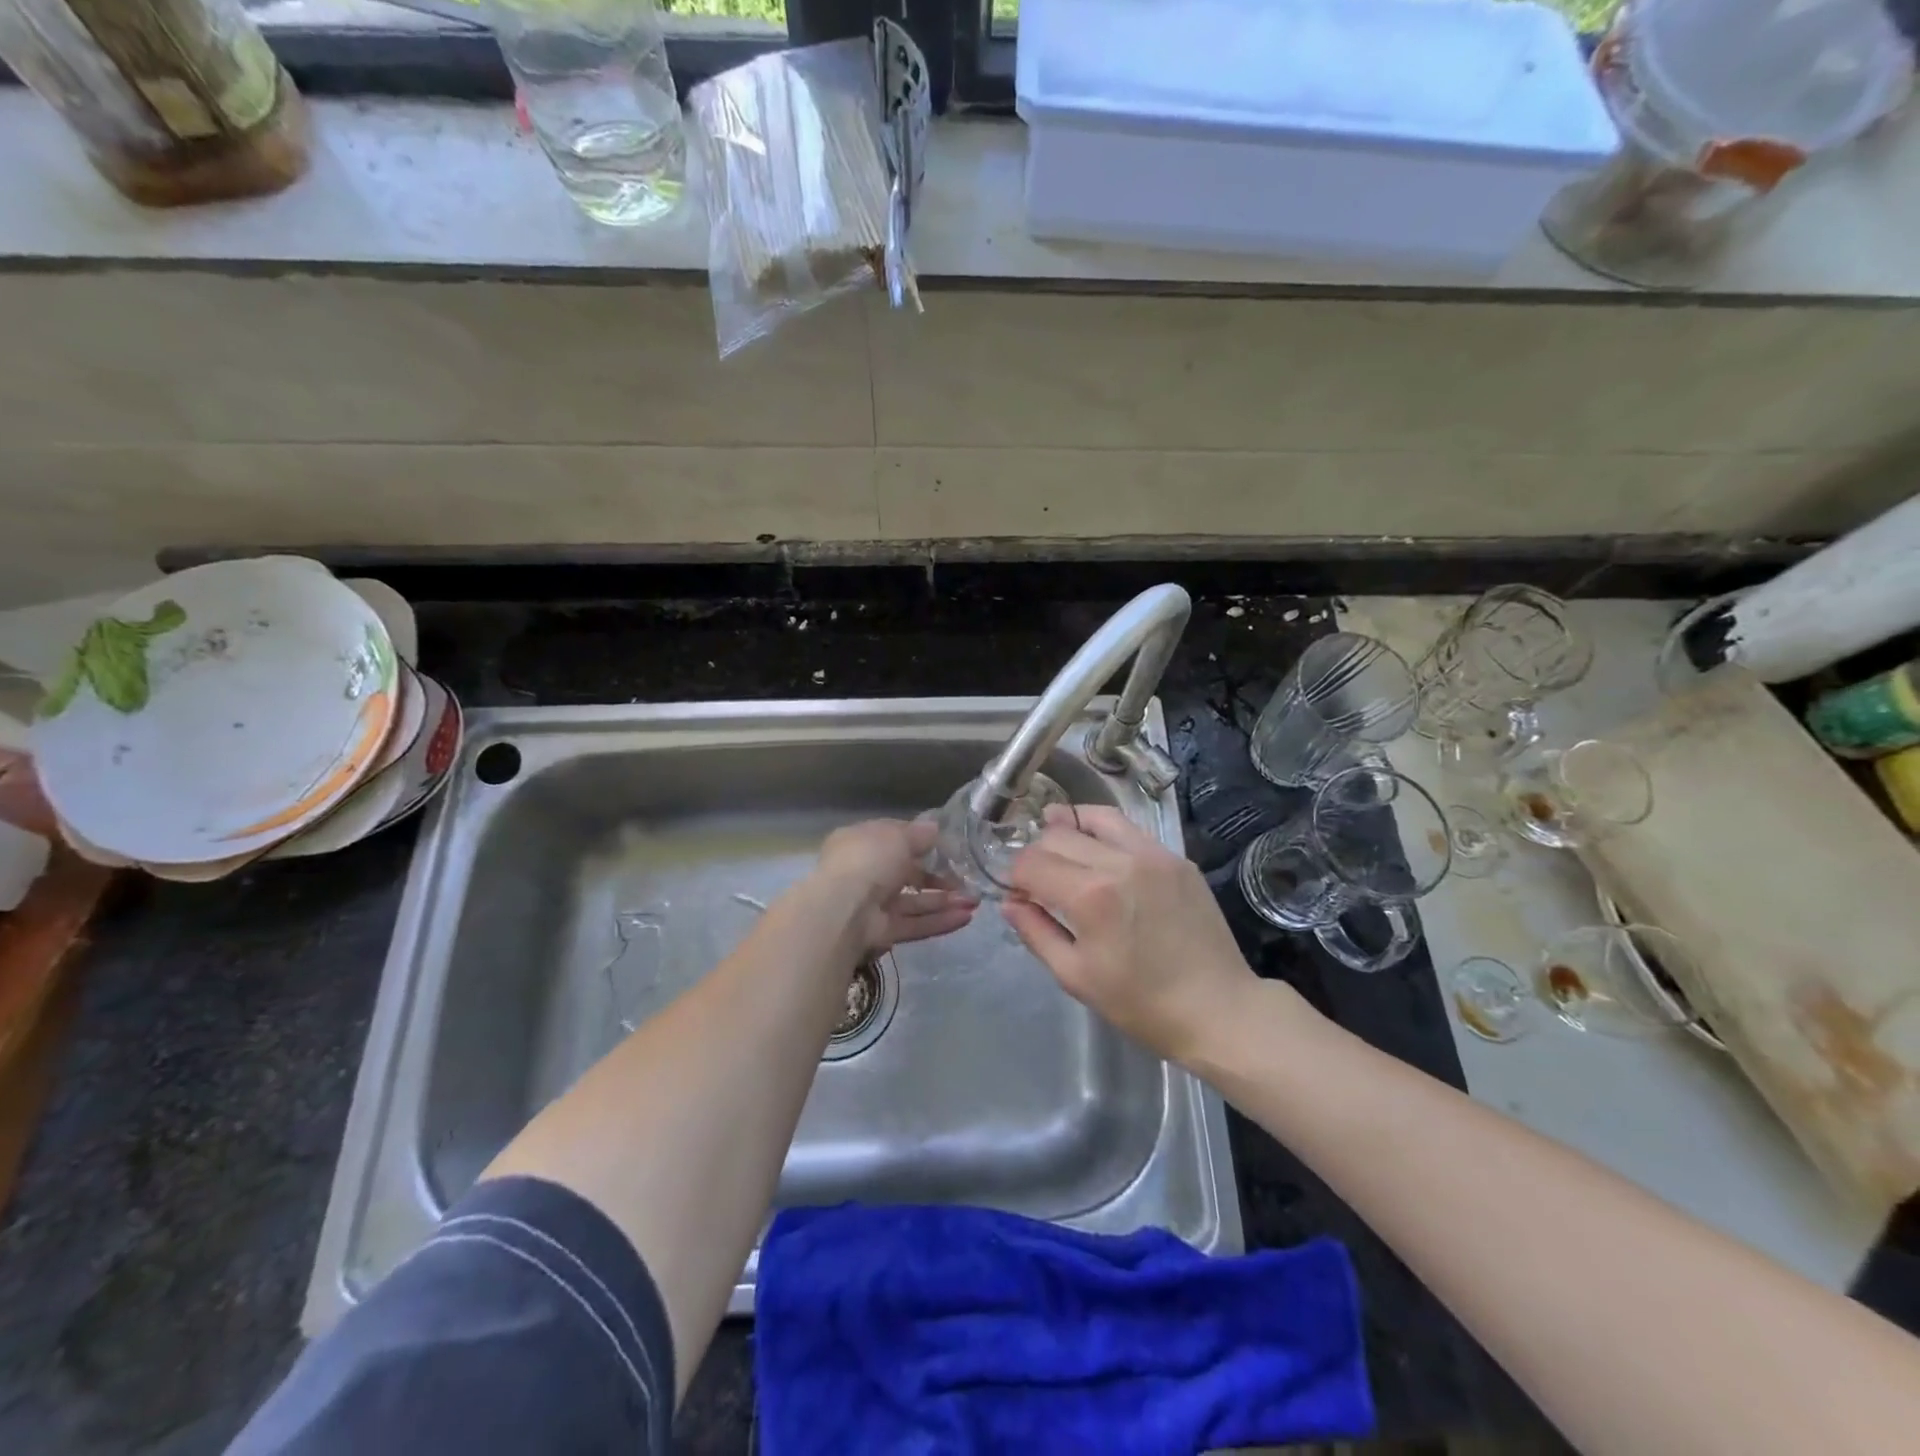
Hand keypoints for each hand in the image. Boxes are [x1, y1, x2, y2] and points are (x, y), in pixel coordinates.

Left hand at [813, 817, 976, 952]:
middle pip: (907, 874)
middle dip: (938, 877)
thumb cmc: (868, 860)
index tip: (947, 846)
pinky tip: (965, 918)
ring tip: (974, 901)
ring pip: (913, 902)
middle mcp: (865, 873)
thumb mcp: (897, 836)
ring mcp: (873, 905)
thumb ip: (918, 834)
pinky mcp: (882, 933)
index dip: (920, 841)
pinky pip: (913, 924)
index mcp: (861, 843)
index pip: (894, 839)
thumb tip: (935, 829)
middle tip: (967, 880)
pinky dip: (938, 921)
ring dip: (944, 901)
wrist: (842, 910)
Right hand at [1003, 806, 1258, 1064]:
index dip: (1014, 876)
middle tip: (1038, 879)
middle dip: (1037, 853)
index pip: (1032, 862)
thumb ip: (1036, 932)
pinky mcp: (1176, 858)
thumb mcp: (1075, 976)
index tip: (1017, 894)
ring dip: (1069, 829)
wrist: (1218, 1009)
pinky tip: (1100, 852)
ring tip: (1060, 843)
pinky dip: (1104, 833)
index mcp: (1090, 895)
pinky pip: (1129, 830)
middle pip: (1058, 834)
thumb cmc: (1140, 1004)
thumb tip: (1009, 902)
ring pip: (1095, 818)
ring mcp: (1153, 854)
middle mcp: (1119, 861)